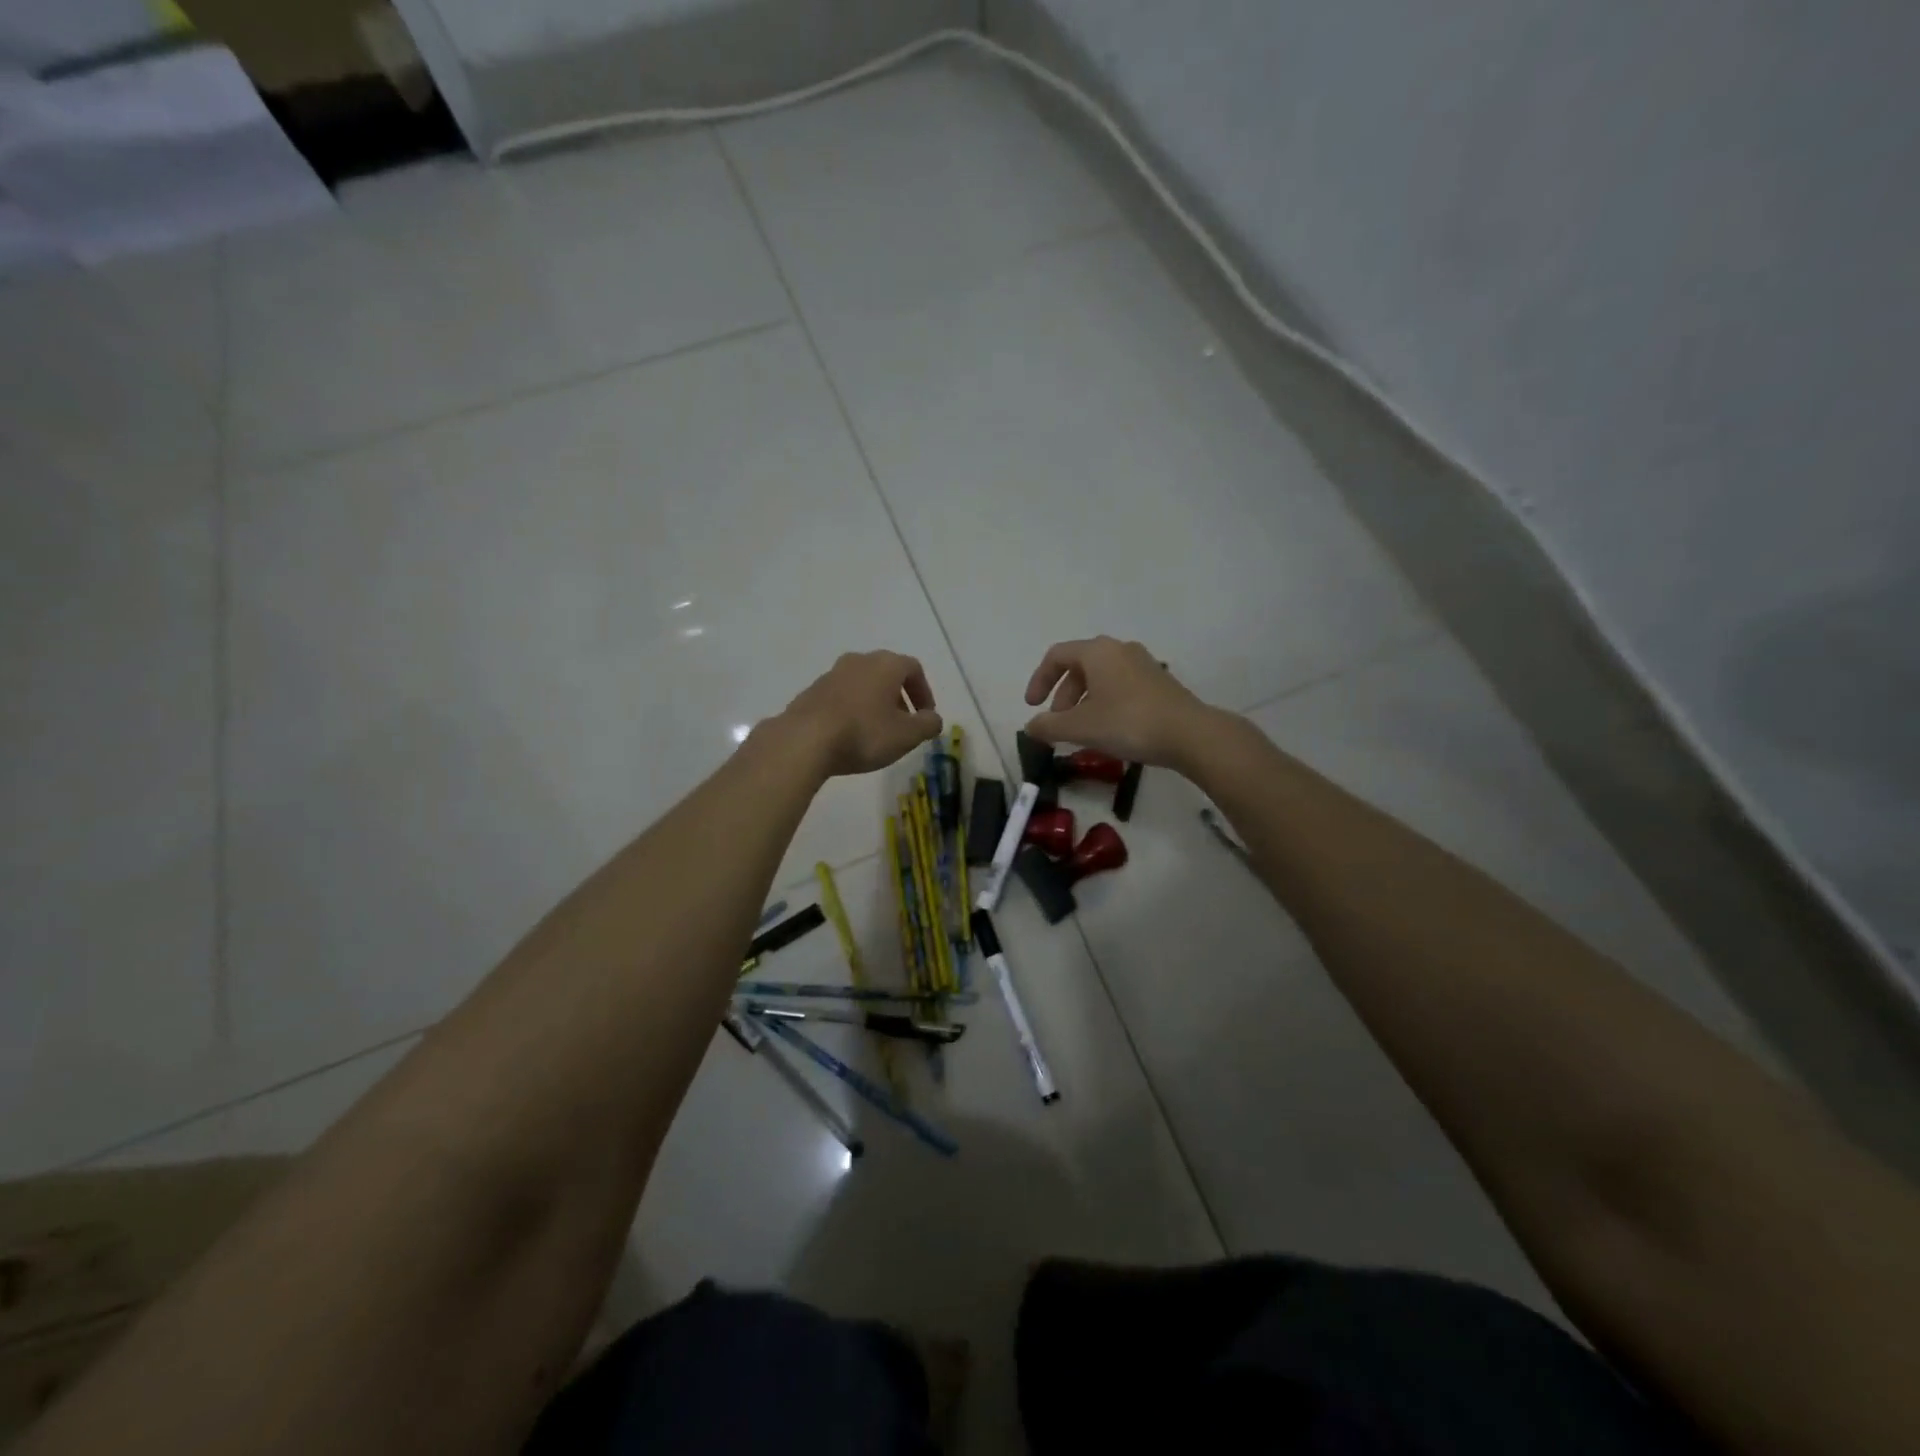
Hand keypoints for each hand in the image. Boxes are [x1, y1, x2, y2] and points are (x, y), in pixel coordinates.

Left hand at [776, 651, 943, 777]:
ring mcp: (831, 674)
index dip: (924, 692)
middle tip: (903, 724)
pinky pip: (841, 697)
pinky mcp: (811, 692)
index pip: (913, 669)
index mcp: (886, 664)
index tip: (926, 716)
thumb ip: (928, 724)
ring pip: (862, 684)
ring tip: (876, 732)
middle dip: (898, 697)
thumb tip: (933, 718)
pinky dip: (852, 710)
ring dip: (874, 703)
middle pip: (886, 674)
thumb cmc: (864, 733)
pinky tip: (849, 735)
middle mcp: (858, 661)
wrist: (805, 740)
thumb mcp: (907, 735)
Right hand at [1023, 637, 1215, 768]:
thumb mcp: (1080, 727)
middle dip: (1063, 696)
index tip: (1032, 707)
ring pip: (1101, 678)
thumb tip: (1030, 726)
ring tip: (1082, 731)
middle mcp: (1120, 650)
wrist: (1189, 734)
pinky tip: (1109, 731)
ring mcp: (1143, 664)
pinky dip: (1105, 703)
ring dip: (1084, 702)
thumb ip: (1049, 726)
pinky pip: (1120, 686)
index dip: (1039, 680)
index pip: (1056, 656)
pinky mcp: (1159, 682)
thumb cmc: (1128, 723)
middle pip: (1079, 667)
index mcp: (1097, 652)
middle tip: (1058, 724)